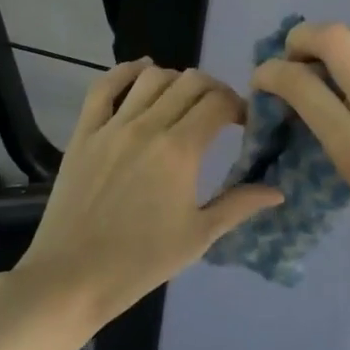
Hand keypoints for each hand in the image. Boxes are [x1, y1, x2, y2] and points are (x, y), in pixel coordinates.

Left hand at [13, 59, 280, 330]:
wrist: (71, 278)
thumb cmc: (140, 262)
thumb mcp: (198, 237)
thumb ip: (239, 205)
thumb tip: (277, 191)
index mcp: (180, 150)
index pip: (219, 103)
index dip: (239, 106)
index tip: (244, 124)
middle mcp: (148, 126)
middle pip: (191, 82)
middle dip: (214, 91)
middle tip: (219, 113)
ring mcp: (113, 125)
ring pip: (152, 77)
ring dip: (176, 81)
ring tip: (183, 101)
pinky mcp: (84, 131)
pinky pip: (104, 86)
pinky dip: (126, 71)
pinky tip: (142, 70)